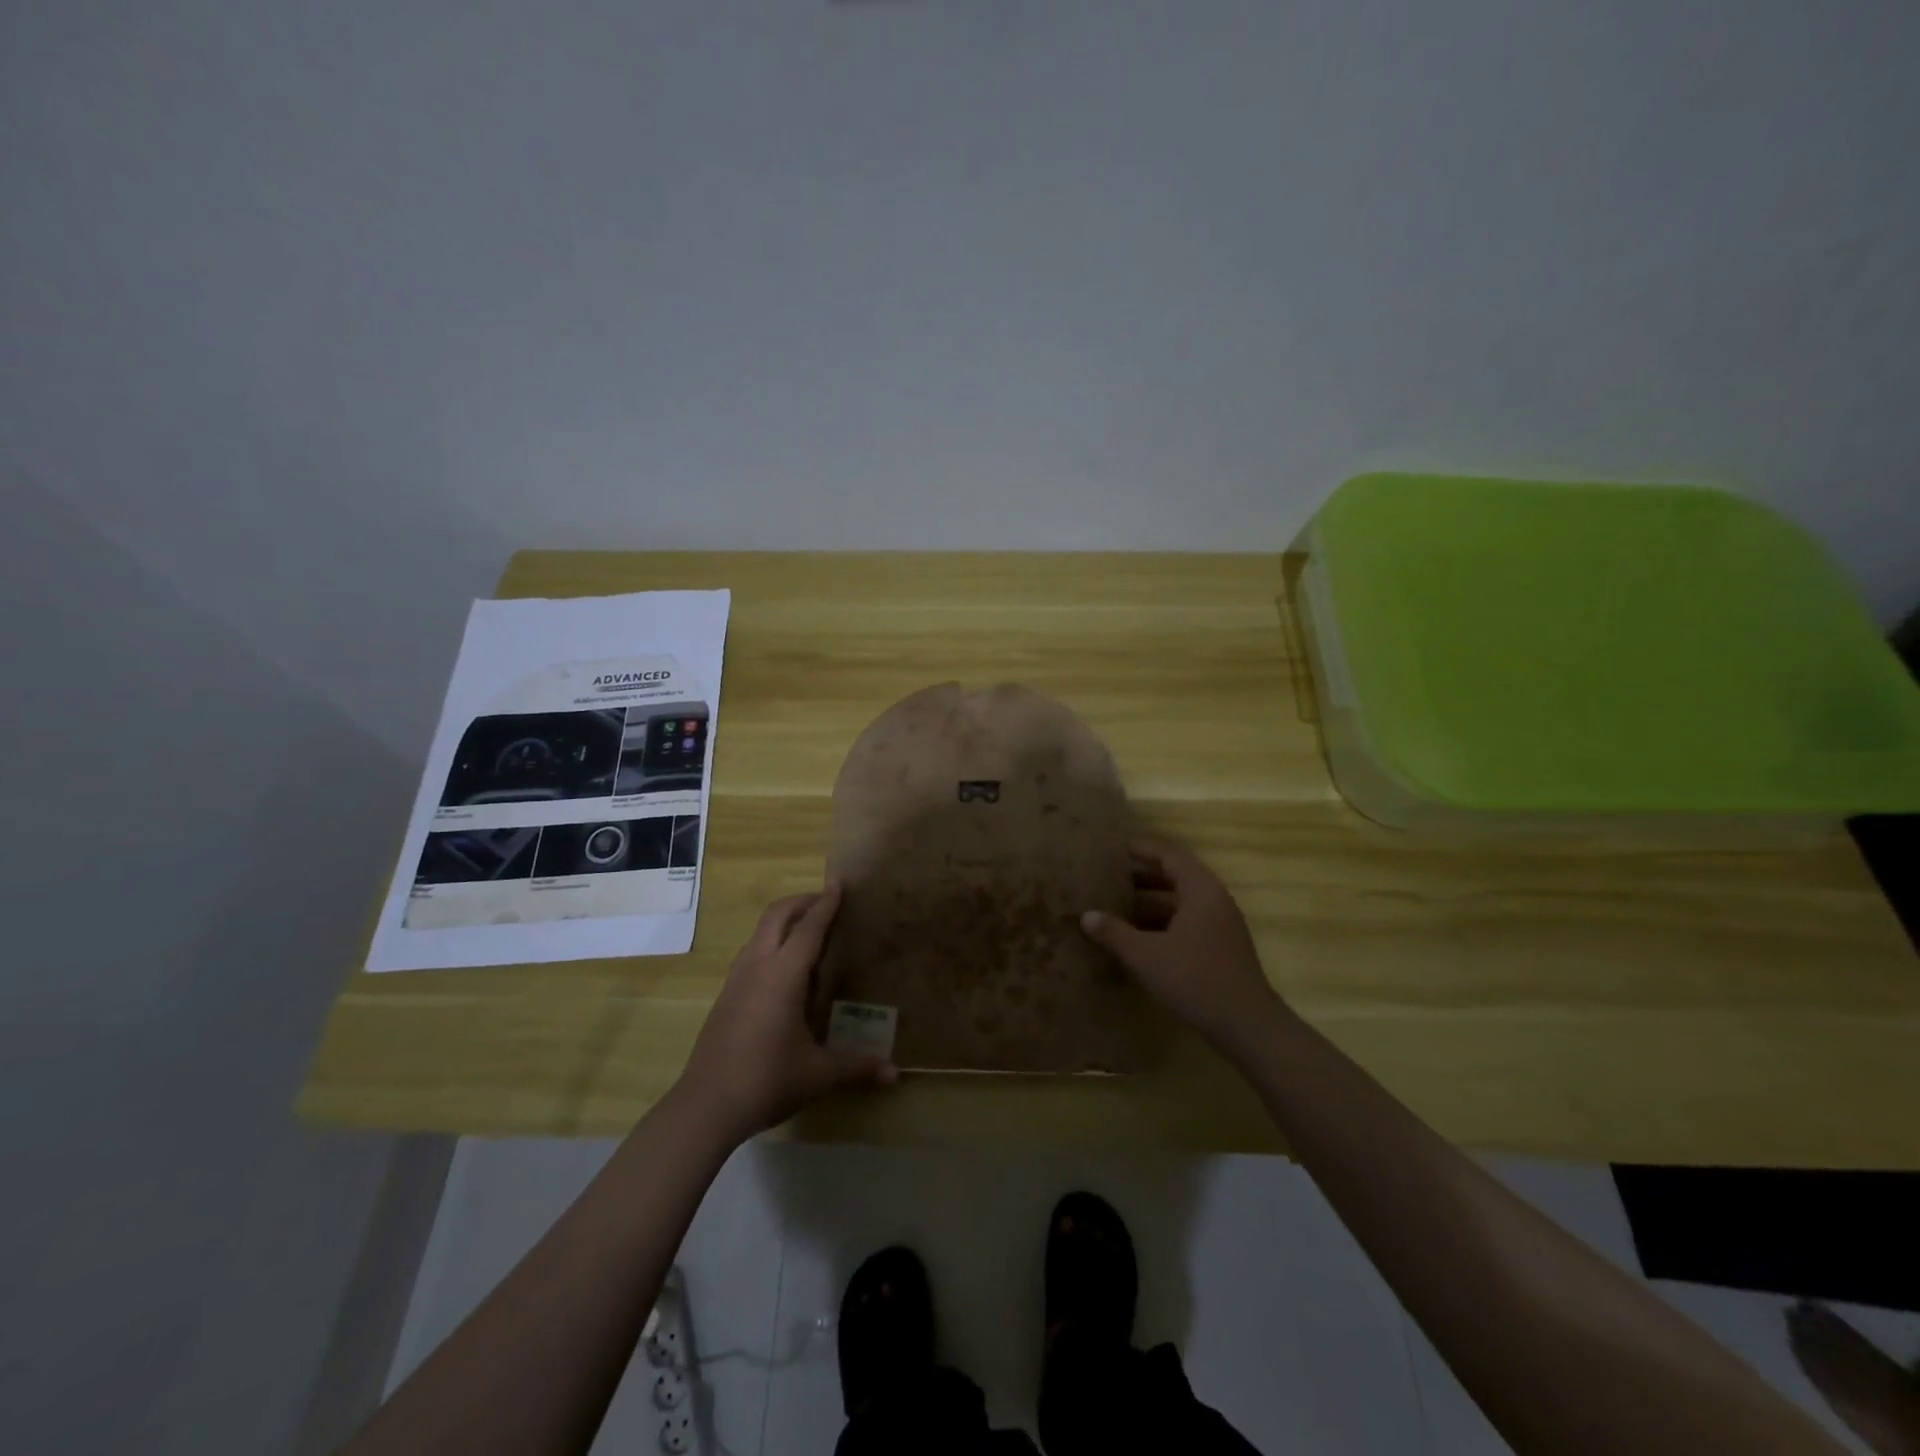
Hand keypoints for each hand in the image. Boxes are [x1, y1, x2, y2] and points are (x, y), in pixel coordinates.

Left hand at [676, 884, 896, 1142]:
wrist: (705, 1107)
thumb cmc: (767, 1080)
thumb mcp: (818, 1074)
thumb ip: (857, 1067)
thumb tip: (894, 1073)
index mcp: (783, 975)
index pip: (809, 928)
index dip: (826, 904)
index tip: (838, 883)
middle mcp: (757, 967)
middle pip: (777, 916)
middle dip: (802, 902)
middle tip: (827, 903)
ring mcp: (736, 981)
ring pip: (760, 933)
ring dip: (784, 922)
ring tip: (808, 932)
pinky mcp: (725, 997)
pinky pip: (751, 954)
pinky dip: (771, 944)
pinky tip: (784, 972)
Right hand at [1080, 841, 1285, 1050]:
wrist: (1247, 1026)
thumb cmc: (1195, 979)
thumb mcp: (1146, 955)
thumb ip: (1114, 932)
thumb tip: (1086, 916)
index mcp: (1201, 890)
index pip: (1169, 855)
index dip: (1141, 849)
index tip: (1113, 848)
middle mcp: (1214, 900)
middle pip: (1175, 876)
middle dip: (1141, 875)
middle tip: (1108, 876)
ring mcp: (1220, 925)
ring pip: (1180, 902)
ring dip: (1150, 901)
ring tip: (1115, 905)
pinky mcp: (1220, 948)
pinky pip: (1186, 922)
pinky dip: (1161, 922)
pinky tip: (1137, 937)